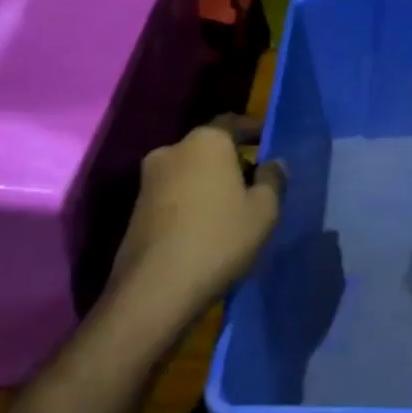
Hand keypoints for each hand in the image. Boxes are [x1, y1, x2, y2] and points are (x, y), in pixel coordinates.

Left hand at [107, 118, 285, 340]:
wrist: (155, 290)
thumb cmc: (219, 240)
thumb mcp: (264, 211)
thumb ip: (273, 179)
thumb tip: (274, 163)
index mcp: (206, 141)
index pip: (234, 122)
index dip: (254, 131)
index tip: (268, 141)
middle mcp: (173, 150)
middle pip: (209, 147)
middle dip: (232, 160)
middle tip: (255, 181)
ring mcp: (149, 179)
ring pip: (189, 171)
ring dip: (209, 182)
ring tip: (232, 208)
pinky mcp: (136, 208)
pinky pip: (173, 194)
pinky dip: (191, 201)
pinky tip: (206, 226)